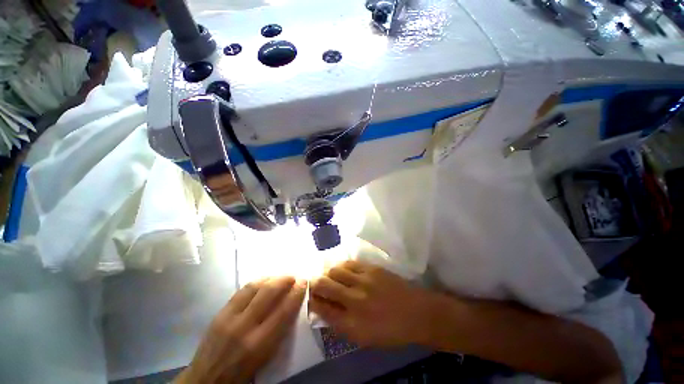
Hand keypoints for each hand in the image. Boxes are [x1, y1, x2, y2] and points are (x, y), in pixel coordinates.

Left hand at [177, 277, 306, 383]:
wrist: (207, 378)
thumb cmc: (243, 371)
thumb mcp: (267, 356)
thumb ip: (279, 330)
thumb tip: (291, 304)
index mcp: (259, 344)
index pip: (283, 312)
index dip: (296, 294)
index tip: (303, 283)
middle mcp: (244, 327)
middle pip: (268, 293)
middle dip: (284, 280)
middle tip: (293, 276)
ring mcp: (229, 317)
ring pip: (254, 287)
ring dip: (271, 278)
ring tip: (280, 277)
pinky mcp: (220, 312)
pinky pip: (241, 290)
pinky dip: (256, 282)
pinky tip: (263, 280)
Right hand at [309, 260, 433, 347]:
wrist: (416, 313)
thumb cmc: (390, 331)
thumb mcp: (363, 338)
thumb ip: (341, 325)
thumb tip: (324, 310)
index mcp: (351, 323)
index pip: (322, 308)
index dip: (312, 301)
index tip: (310, 298)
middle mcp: (354, 300)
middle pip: (323, 284)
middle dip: (314, 283)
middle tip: (315, 284)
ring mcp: (363, 281)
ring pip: (334, 270)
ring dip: (327, 273)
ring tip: (329, 275)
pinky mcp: (371, 268)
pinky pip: (349, 263)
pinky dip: (341, 266)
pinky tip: (342, 270)